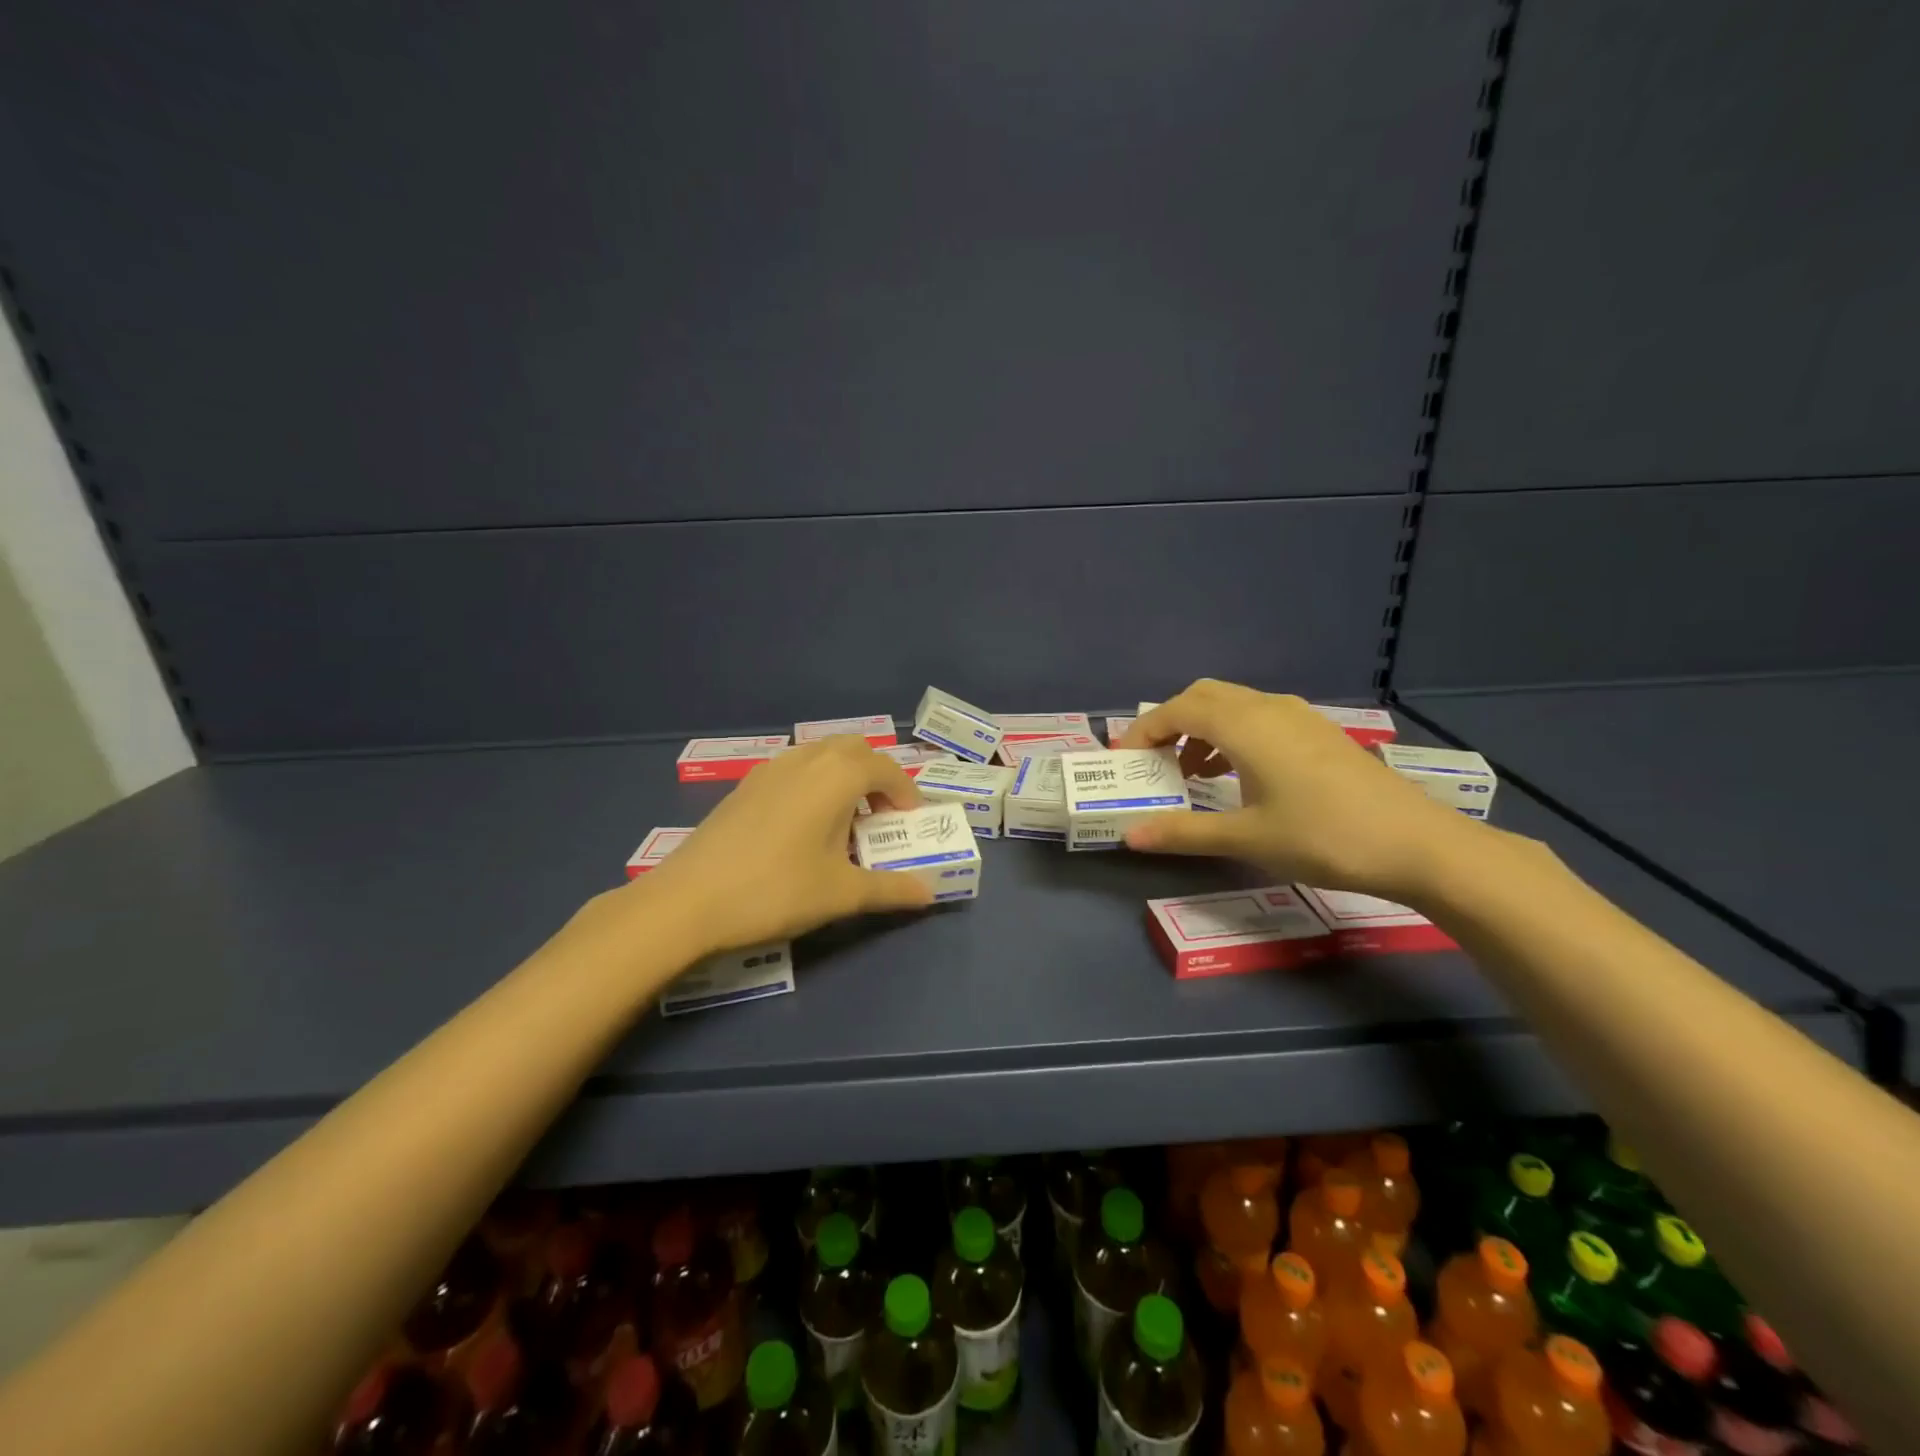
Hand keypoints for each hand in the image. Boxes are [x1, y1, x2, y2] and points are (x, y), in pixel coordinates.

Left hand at [621, 735, 934, 956]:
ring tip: (845, 822)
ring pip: (821, 754)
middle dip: (877, 776)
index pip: (886, 768)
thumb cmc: (776, 891)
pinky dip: (814, 783)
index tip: (911, 823)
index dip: (907, 793)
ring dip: (844, 777)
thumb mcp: (841, 894)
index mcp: (837, 776)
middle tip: (881, 817)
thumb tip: (930, 894)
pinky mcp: (745, 786)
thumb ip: (891, 889)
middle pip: (854, 749)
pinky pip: (794, 769)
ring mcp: (770, 769)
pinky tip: (803, 827)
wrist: (688, 901)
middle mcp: (806, 760)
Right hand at [1119, 680, 1477, 899]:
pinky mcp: (1319, 732)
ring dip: (1202, 728)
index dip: (1144, 731)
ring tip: (1191, 773)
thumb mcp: (1247, 838)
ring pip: (1233, 703)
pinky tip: (1238, 775)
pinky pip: (1259, 717)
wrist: (1417, 844)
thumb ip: (1184, 832)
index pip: (1177, 710)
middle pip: (1203, 696)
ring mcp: (1299, 717)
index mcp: (1245, 726)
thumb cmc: (1323, 838)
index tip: (1125, 760)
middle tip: (1154, 761)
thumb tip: (1130, 835)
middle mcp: (1268, 708)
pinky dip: (1232, 734)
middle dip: (1170, 722)